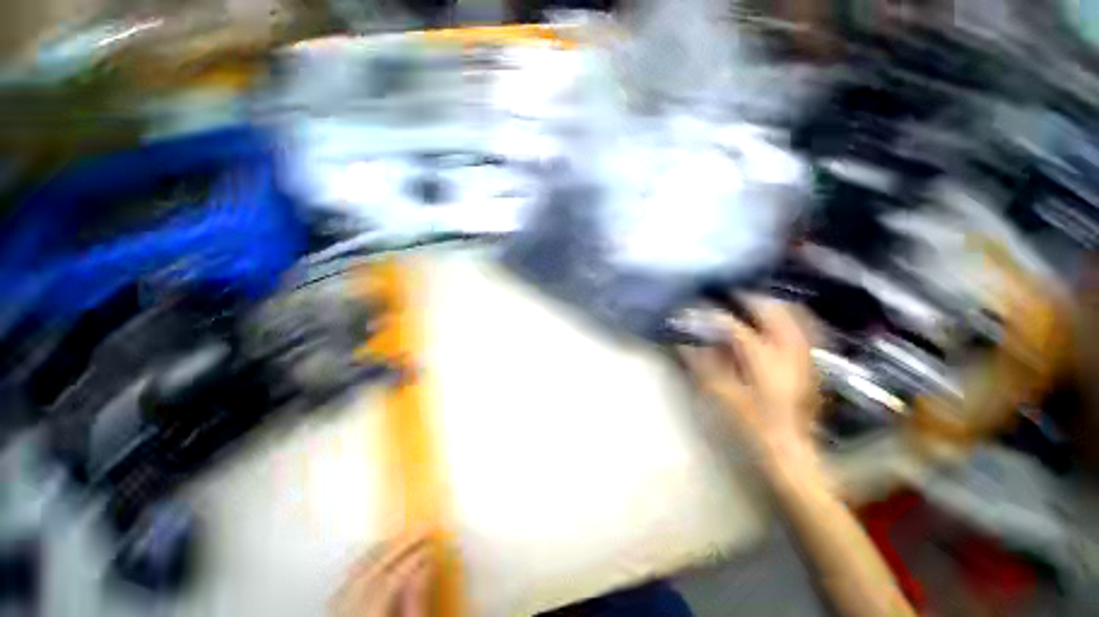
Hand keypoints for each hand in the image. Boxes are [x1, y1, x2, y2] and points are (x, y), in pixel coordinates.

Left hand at [332, 531, 435, 616]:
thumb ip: (416, 604)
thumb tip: (424, 566)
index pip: (388, 583)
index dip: (412, 559)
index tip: (432, 545)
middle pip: (369, 573)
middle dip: (399, 545)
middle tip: (423, 529)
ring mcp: (336, 616)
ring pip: (354, 575)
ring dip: (381, 550)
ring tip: (405, 536)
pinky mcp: (334, 615)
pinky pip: (345, 584)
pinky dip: (363, 564)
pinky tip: (378, 555)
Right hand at [680, 296, 818, 453]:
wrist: (790, 451)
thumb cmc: (753, 426)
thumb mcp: (722, 396)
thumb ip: (703, 366)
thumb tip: (683, 344)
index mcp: (765, 362)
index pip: (737, 329)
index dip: (715, 317)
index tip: (698, 309)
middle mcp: (790, 354)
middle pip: (776, 313)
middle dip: (752, 299)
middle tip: (731, 294)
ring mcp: (805, 358)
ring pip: (797, 318)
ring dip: (775, 306)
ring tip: (755, 301)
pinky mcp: (811, 366)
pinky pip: (807, 331)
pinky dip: (792, 320)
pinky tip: (778, 321)